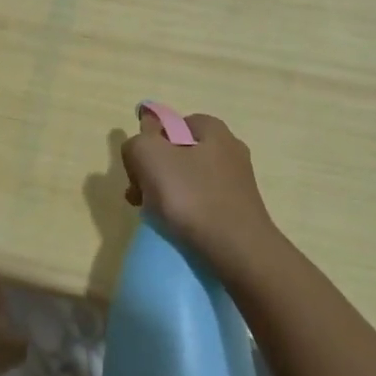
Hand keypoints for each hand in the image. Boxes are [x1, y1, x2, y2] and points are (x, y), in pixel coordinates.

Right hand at [121, 111, 280, 274]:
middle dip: (153, 172)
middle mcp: (229, 150)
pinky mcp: (239, 211)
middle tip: (139, 196)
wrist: (238, 251)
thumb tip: (139, 147)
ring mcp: (237, 182)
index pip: (171, 124)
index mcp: (212, 129)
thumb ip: (136, 143)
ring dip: (166, 194)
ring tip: (153, 216)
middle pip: (177, 154)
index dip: (149, 143)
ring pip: (188, 180)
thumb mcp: (148, 156)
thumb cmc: (192, 197)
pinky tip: (176, 228)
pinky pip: (202, 203)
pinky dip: (186, 213)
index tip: (137, 169)